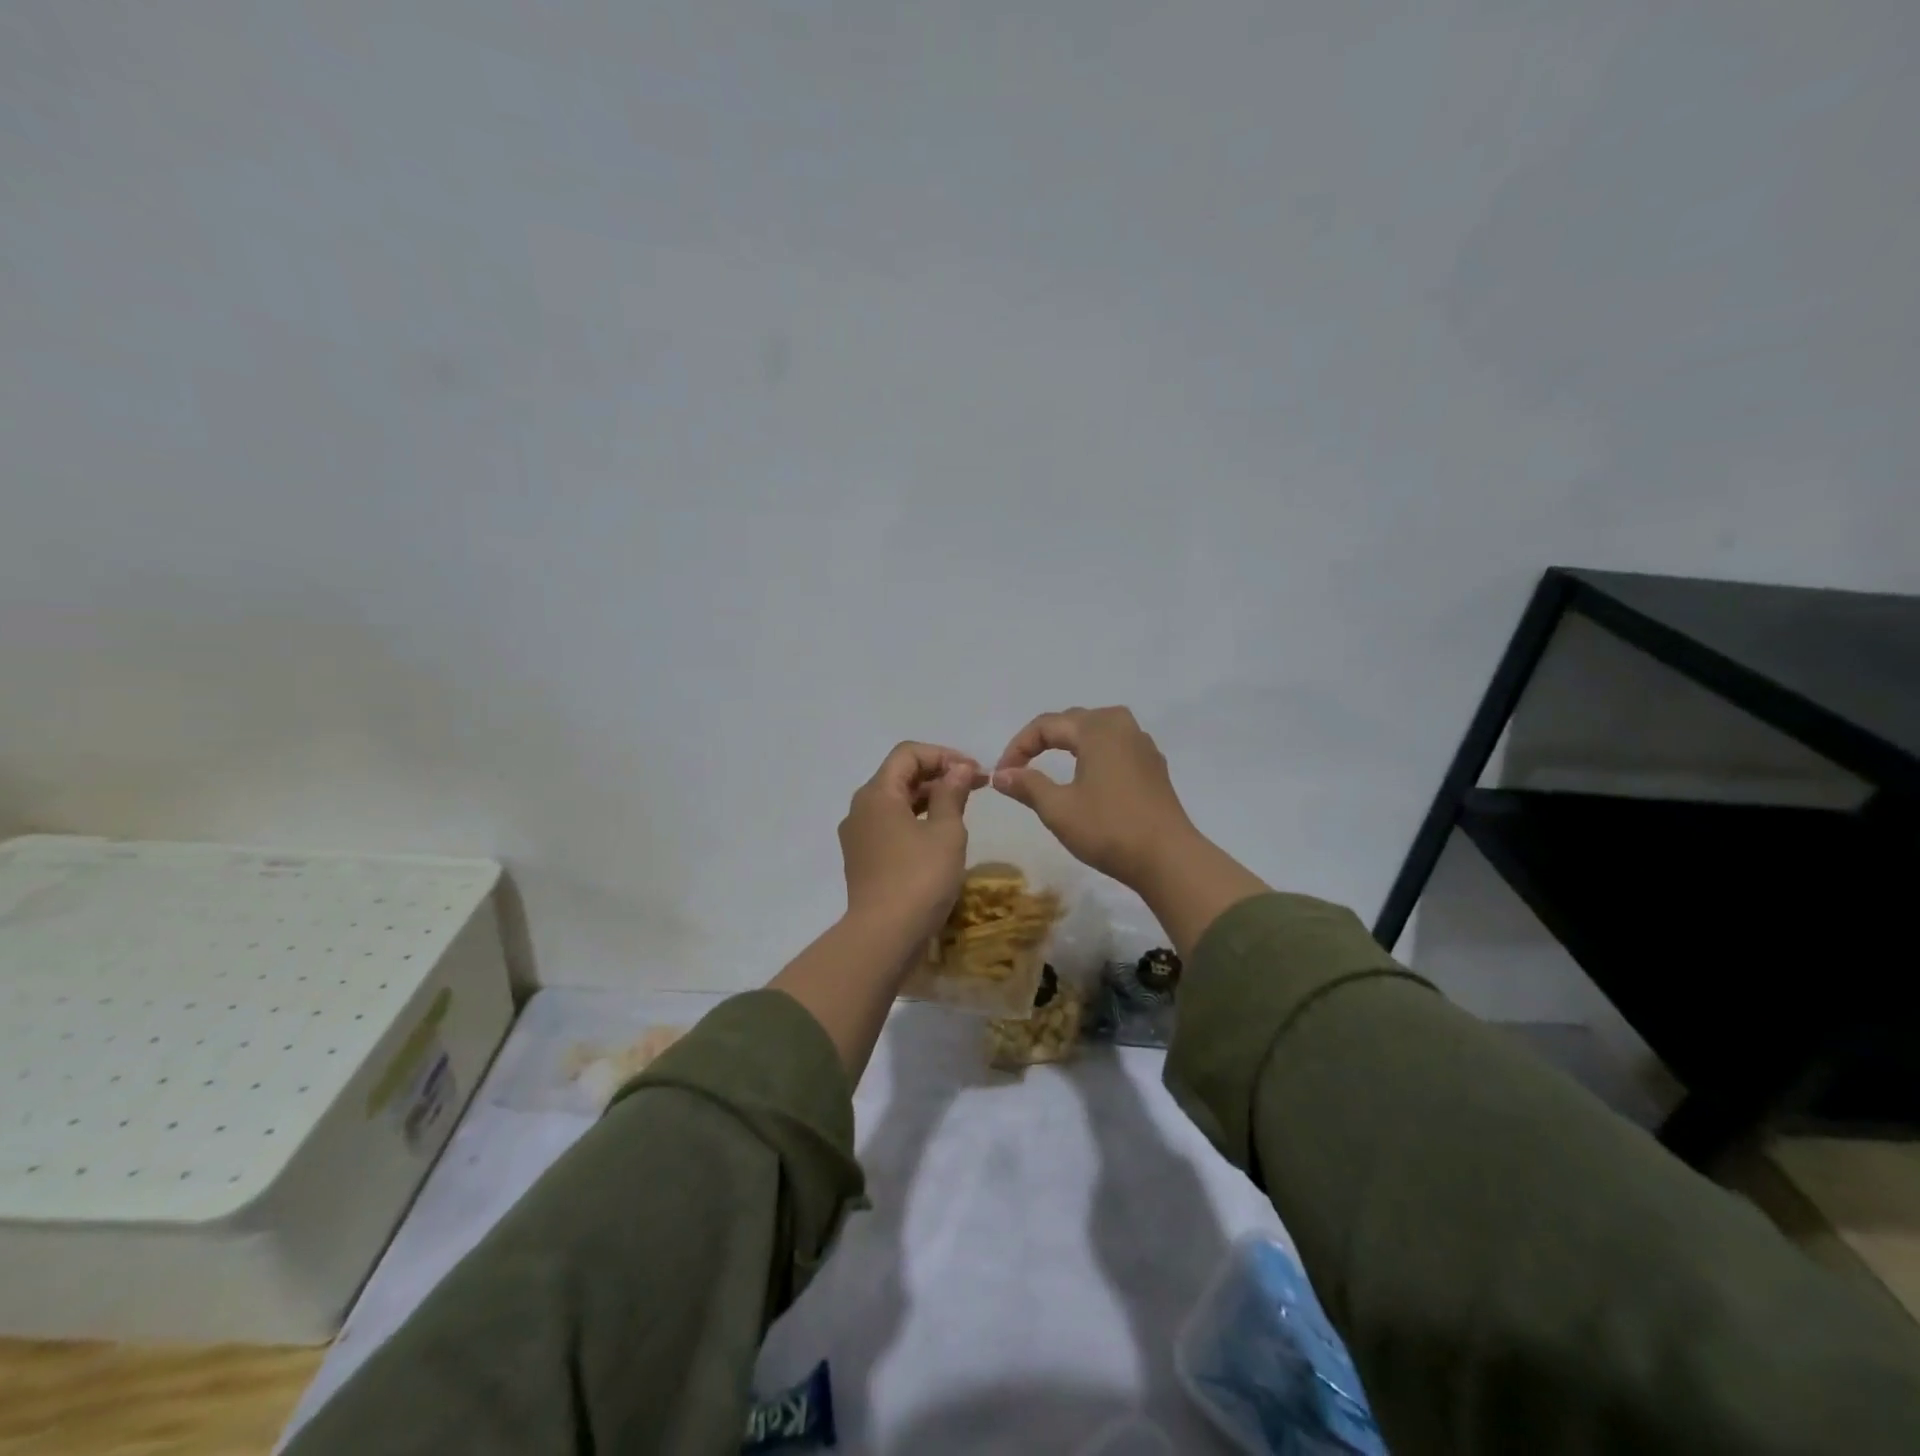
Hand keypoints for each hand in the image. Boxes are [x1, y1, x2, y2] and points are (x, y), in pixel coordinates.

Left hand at [839, 741, 985, 946]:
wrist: (884, 936)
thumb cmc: (920, 877)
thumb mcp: (946, 832)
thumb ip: (952, 794)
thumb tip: (958, 769)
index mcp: (877, 793)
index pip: (908, 754)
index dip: (944, 755)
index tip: (974, 772)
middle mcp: (860, 808)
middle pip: (900, 776)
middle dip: (939, 775)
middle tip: (976, 787)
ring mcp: (858, 836)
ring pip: (896, 802)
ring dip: (929, 798)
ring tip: (963, 809)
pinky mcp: (863, 860)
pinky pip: (891, 826)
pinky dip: (916, 820)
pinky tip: (940, 835)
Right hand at [992, 707, 1198, 888]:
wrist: (1168, 859)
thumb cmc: (1108, 828)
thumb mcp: (1058, 808)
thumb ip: (1027, 785)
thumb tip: (999, 774)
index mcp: (1098, 728)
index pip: (1046, 725)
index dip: (1018, 747)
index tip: (1002, 774)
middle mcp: (1122, 726)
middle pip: (1072, 722)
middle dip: (1041, 742)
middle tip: (1020, 769)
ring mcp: (1142, 745)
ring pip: (1095, 733)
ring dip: (1068, 746)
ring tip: (1048, 768)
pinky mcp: (1153, 767)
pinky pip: (1114, 748)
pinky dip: (1092, 756)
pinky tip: (1085, 779)